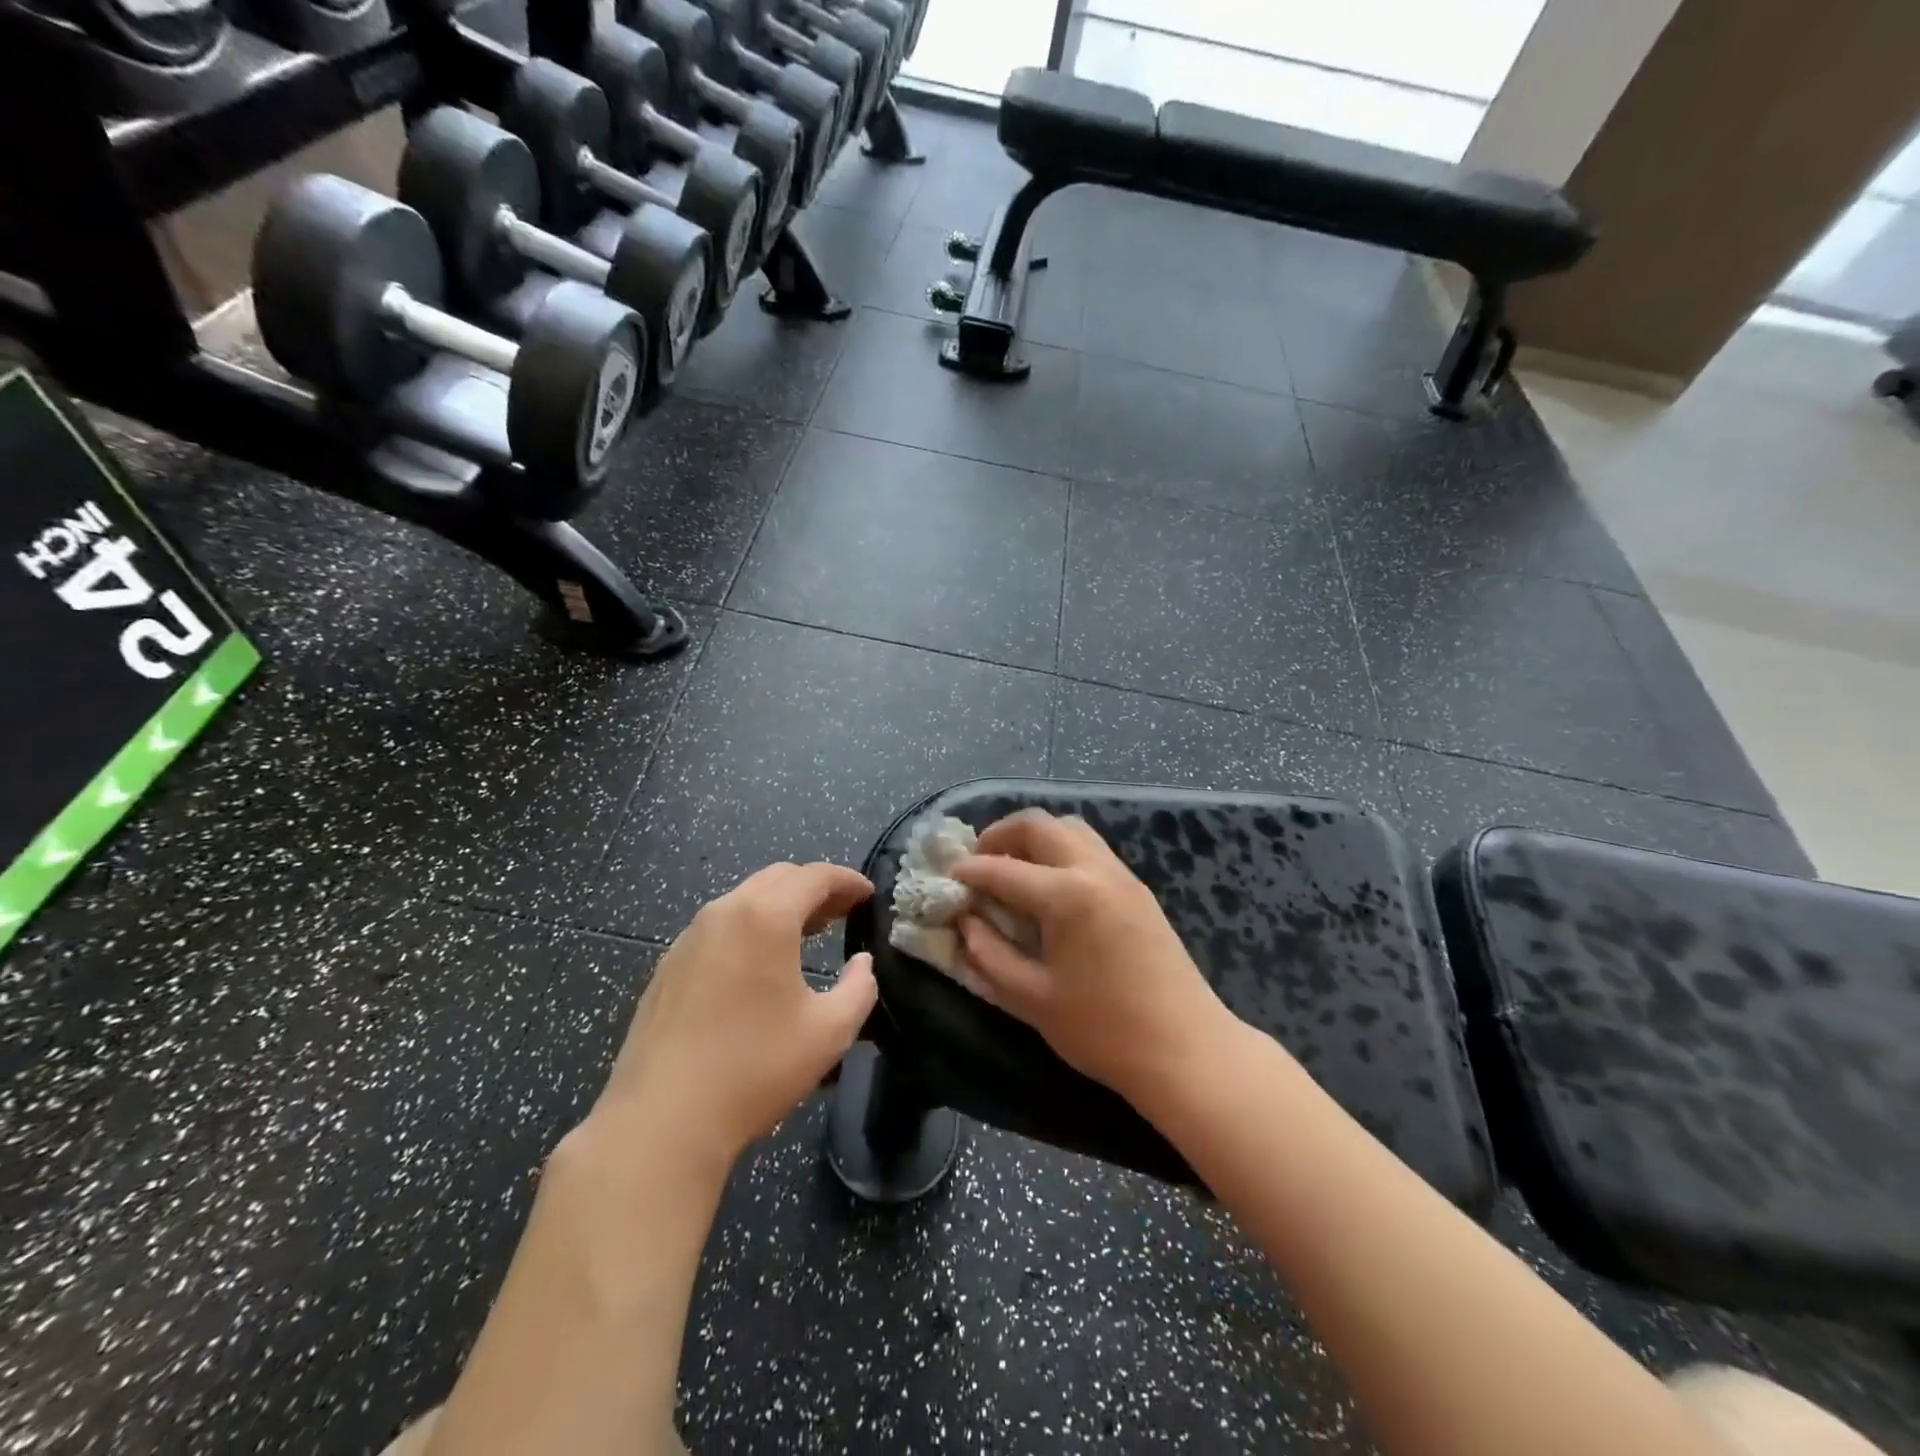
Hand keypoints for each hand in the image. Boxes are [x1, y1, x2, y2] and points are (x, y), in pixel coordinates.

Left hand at [590, 861, 877, 1171]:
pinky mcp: (668, 966)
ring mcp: (689, 937)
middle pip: (777, 878)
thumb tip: (862, 964)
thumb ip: (859, 988)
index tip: (868, 894)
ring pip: (744, 900)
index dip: (847, 880)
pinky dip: (749, 927)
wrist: (662, 1120)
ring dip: (780, 906)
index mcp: (765, 917)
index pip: (814, 876)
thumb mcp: (829, 1032)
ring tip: (806, 933)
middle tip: (842, 912)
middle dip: (814, 888)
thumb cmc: (755, 1068)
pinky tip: (758, 964)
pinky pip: (719, 927)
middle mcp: (724, 912)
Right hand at [951, 810, 1232, 1109]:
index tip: (946, 879)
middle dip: (999, 836)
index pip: (1002, 869)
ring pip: (1069, 828)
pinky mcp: (1137, 888)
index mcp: (1067, 895)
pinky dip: (1060, 850)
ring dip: (1034, 838)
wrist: (1187, 1049)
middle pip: (1039, 825)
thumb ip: (989, 955)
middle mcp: (1095, 869)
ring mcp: (1121, 874)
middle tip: (977, 863)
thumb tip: (965, 922)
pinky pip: (1090, 848)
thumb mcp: (1032, 999)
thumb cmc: (1103, 1031)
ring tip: (1011, 869)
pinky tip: (1048, 886)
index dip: (969, 872)